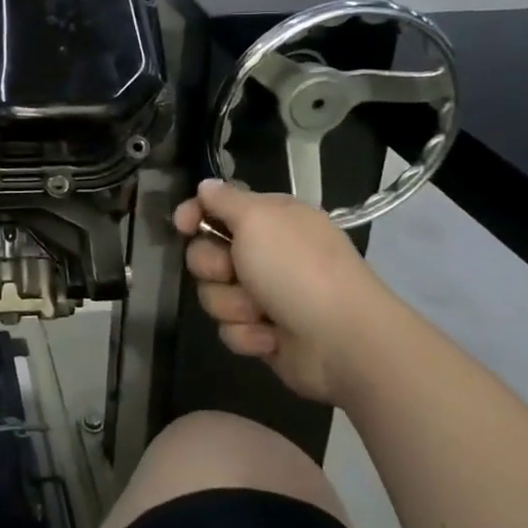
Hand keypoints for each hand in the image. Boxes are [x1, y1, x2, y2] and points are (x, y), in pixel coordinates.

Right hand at [172, 179, 396, 404]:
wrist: (344, 342)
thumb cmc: (297, 269)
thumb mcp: (258, 218)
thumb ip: (225, 199)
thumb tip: (205, 185)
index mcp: (270, 220)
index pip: (216, 208)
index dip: (195, 214)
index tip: (183, 225)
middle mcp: (266, 254)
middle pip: (207, 254)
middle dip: (214, 267)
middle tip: (234, 272)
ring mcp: (265, 295)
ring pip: (214, 294)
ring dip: (233, 304)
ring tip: (261, 312)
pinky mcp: (265, 333)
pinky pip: (231, 329)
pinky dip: (248, 334)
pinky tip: (271, 337)